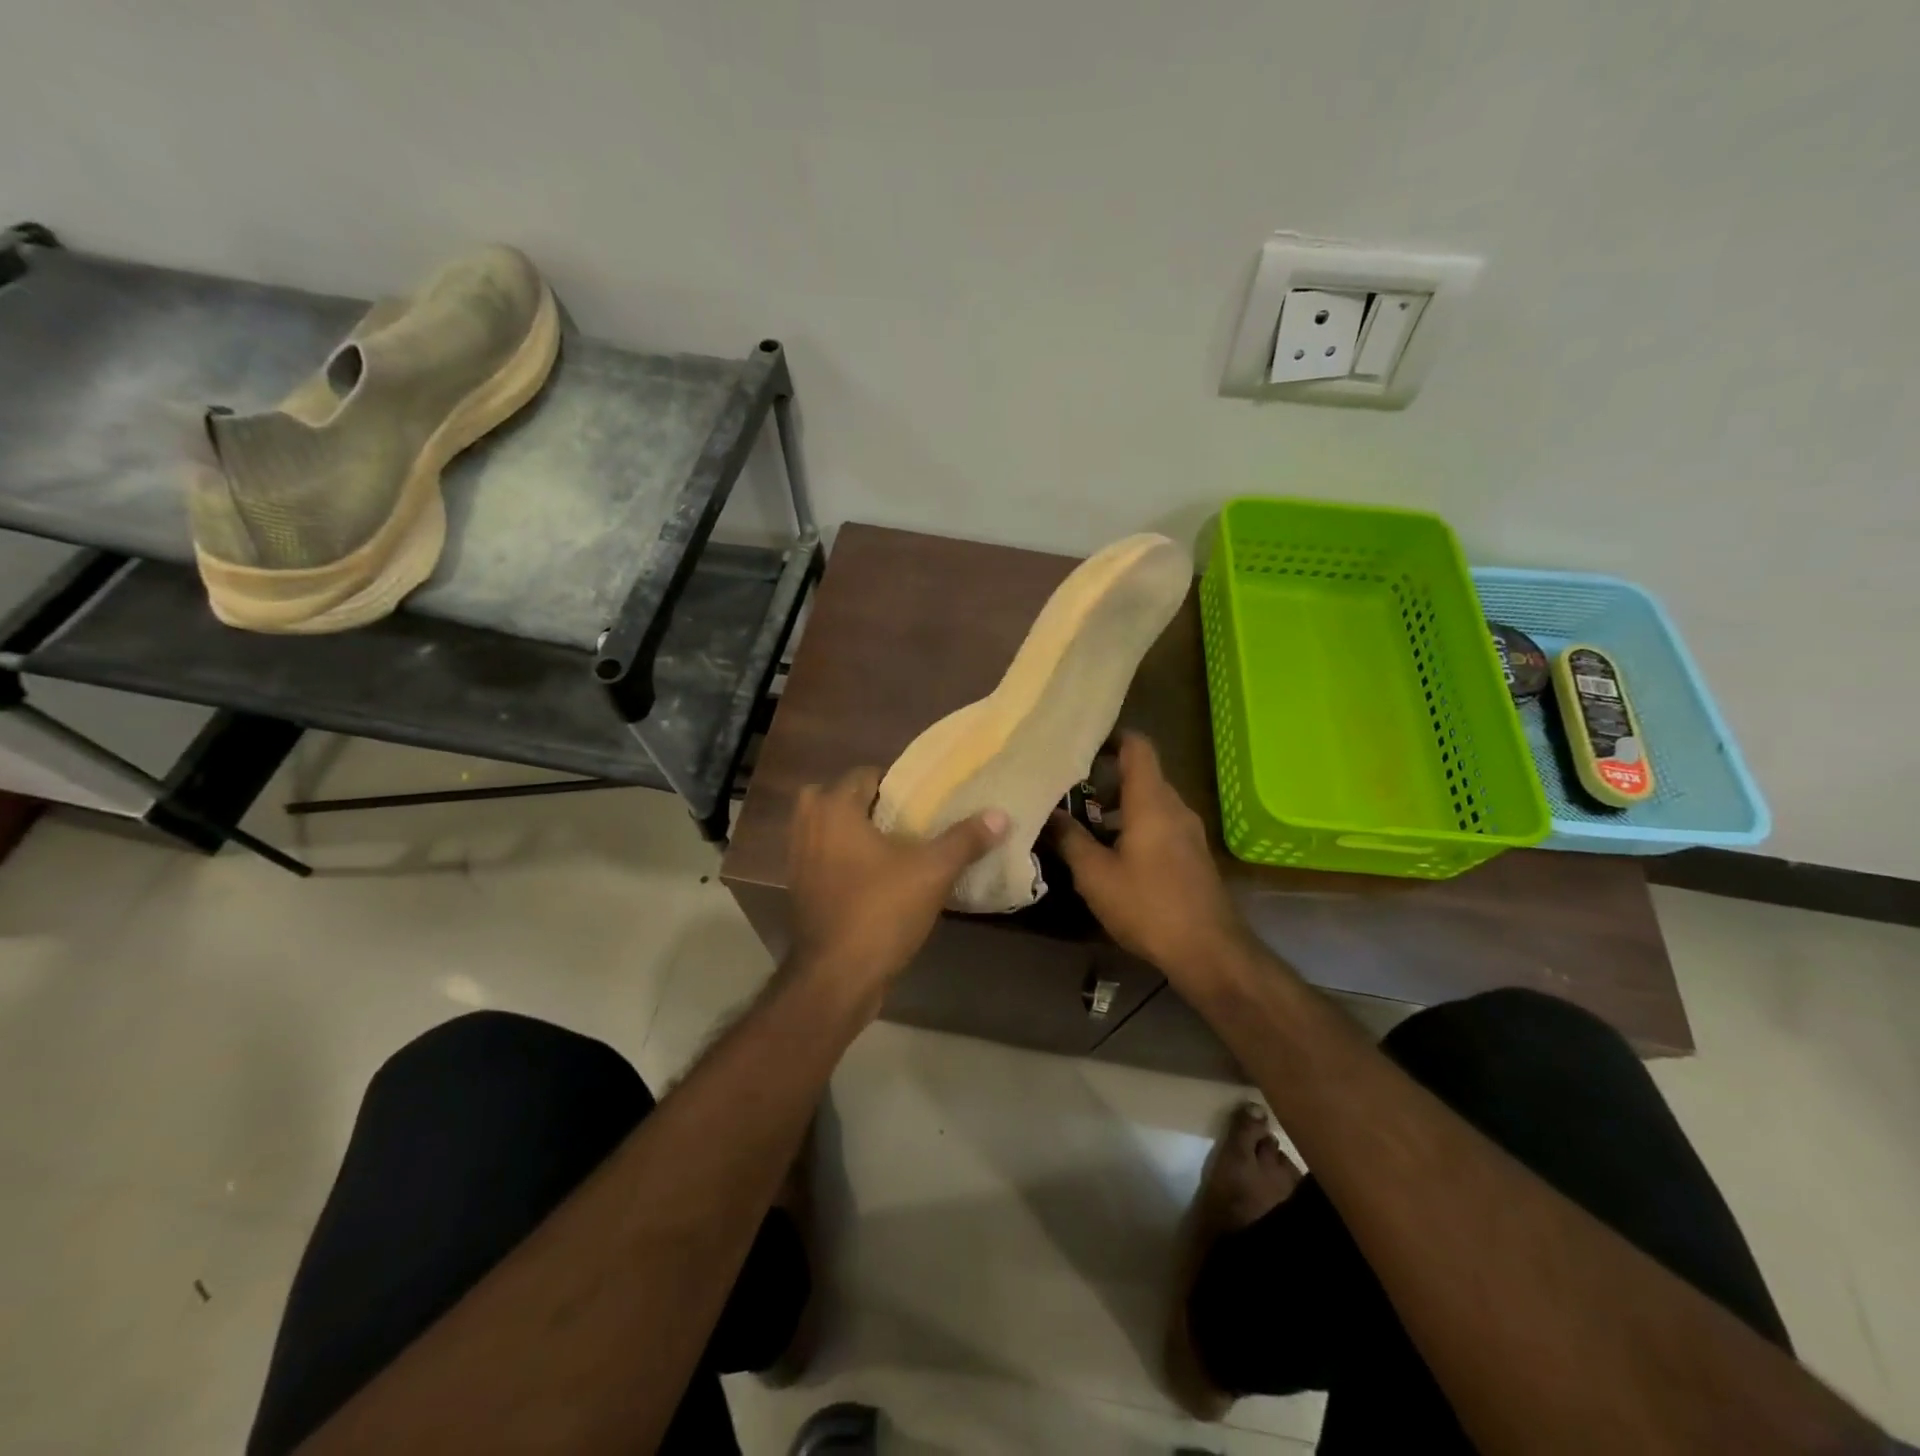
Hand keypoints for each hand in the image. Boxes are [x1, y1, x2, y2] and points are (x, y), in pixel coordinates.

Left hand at [787, 766, 1008, 996]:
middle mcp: (808, 827)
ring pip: (826, 830)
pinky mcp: (800, 891)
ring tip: (895, 846)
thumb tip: (1001, 815)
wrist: (836, 977)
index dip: (897, 783)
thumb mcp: (932, 872)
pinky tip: (876, 877)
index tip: (926, 799)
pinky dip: (842, 859)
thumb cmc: (881, 911)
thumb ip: (965, 839)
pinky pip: (823, 859)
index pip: (865, 774)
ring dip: (853, 832)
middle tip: (905, 819)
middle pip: (838, 797)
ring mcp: (798, 860)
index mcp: (835, 809)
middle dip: (867, 804)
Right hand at [1050, 732, 1248, 977]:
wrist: (1208, 950)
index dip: (1111, 737)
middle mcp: (1174, 806)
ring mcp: (1188, 830)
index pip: (1137, 747)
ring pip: (1150, 801)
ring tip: (1084, 821)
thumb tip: (1049, 814)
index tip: (1081, 742)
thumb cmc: (1148, 906)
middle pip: (1141, 774)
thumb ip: (1070, 839)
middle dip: (1105, 777)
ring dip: (1118, 805)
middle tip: (1069, 787)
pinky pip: (1160, 823)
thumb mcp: (1095, 875)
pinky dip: (1134, 824)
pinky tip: (1111, 851)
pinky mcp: (1192, 854)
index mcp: (1151, 801)